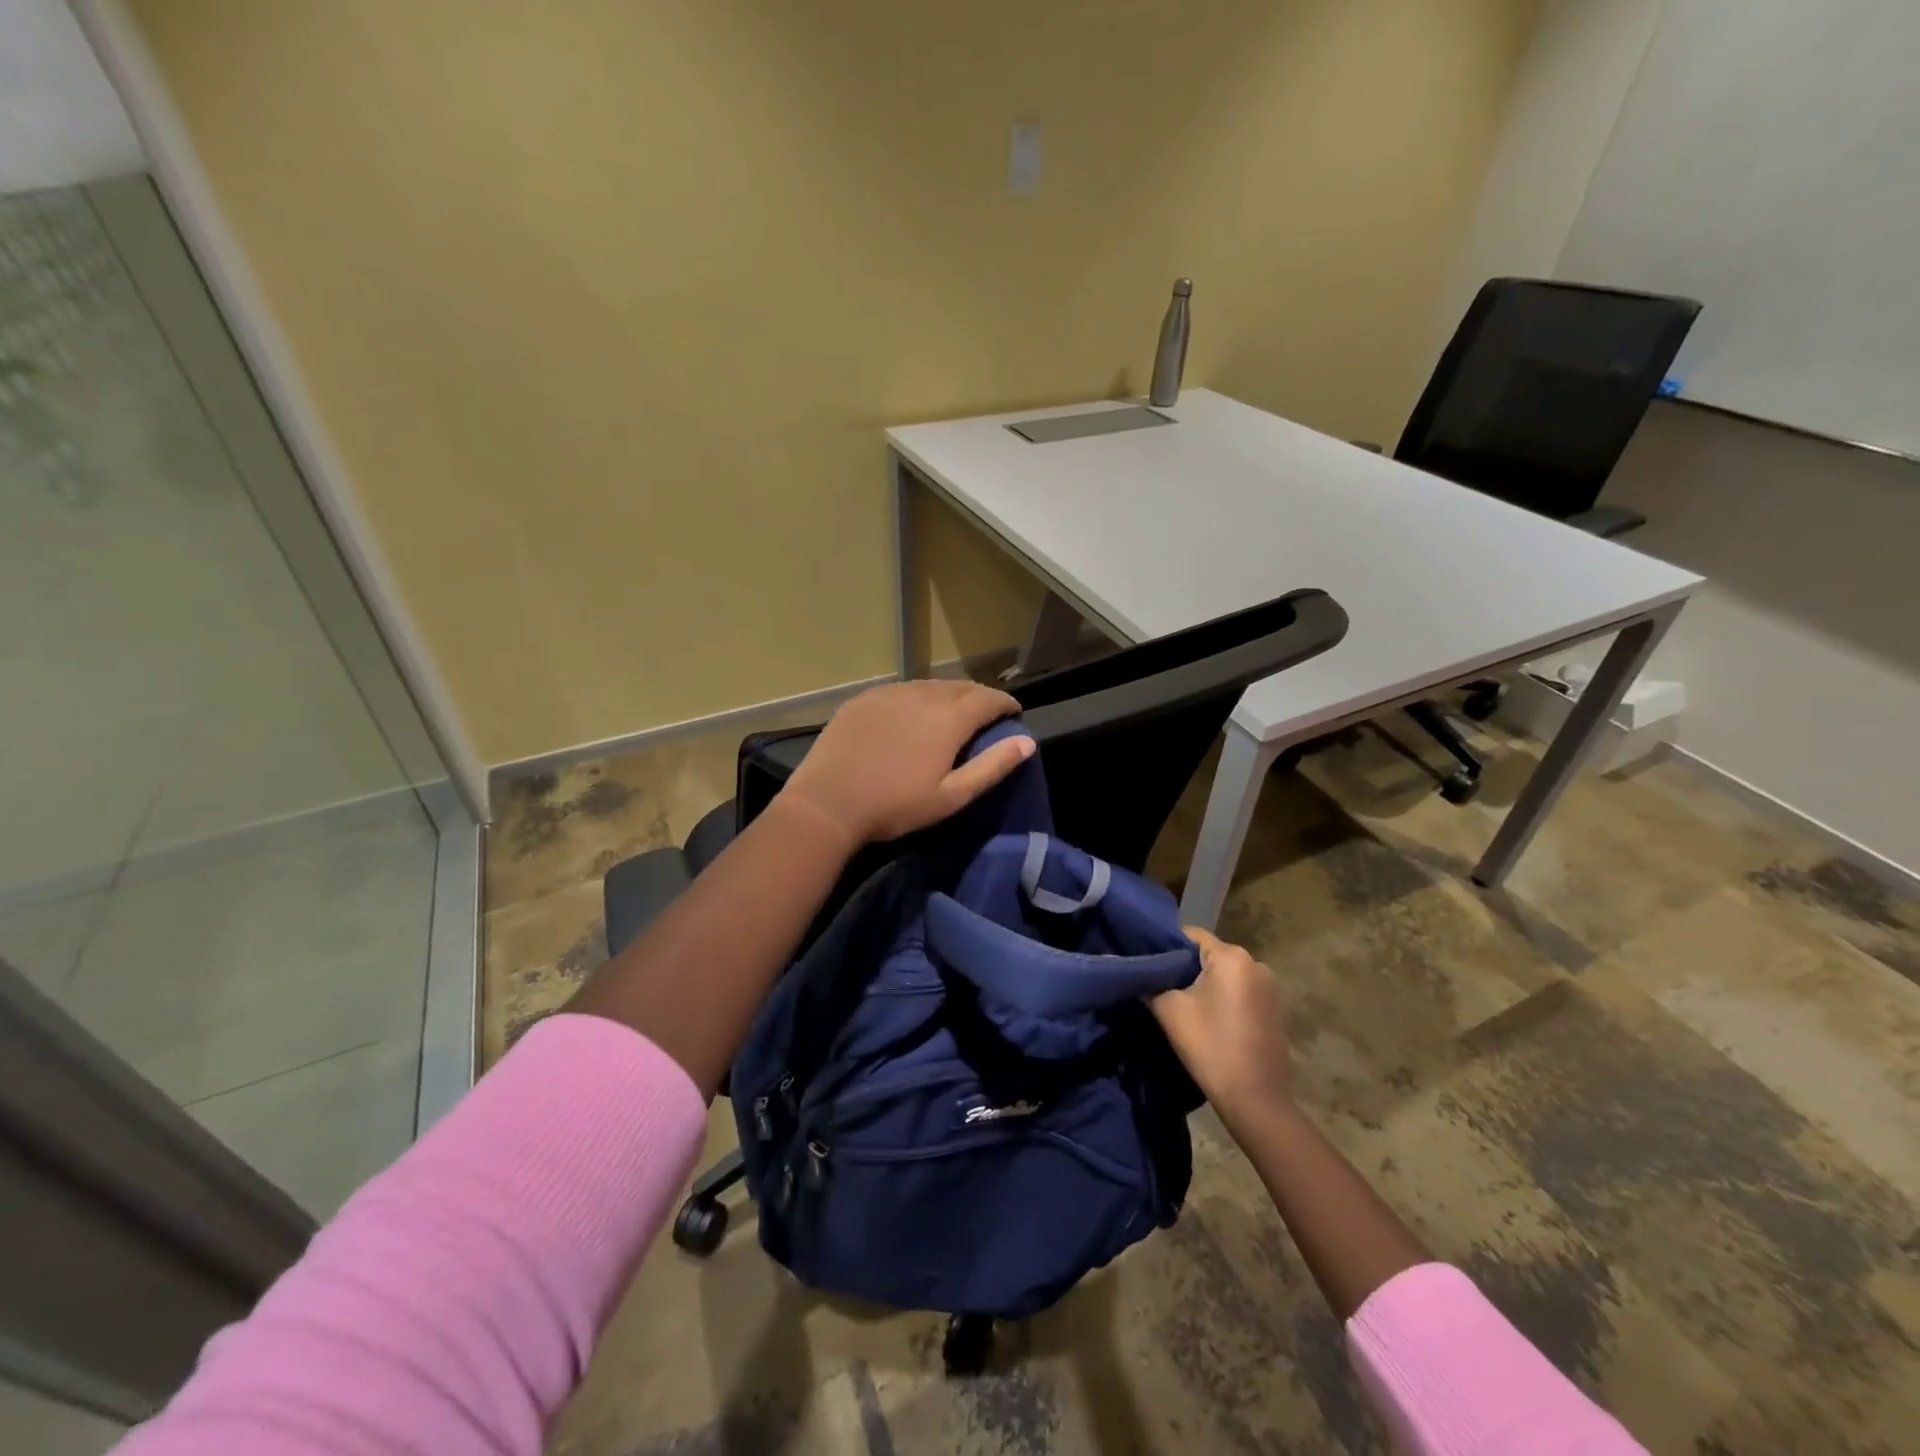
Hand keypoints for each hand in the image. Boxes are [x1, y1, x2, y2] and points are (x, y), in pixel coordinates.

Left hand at [781, 679, 1034, 846]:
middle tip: (986, 716)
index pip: (988, 698)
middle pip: (960, 687)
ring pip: (929, 686)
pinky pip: (902, 690)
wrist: (827, 804)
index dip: (1005, 704)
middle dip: (979, 697)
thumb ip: (992, 766)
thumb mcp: (951, 796)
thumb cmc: (895, 806)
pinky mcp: (864, 699)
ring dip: (948, 696)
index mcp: (948, 718)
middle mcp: (922, 695)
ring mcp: (889, 693)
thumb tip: (1027, 742)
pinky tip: (912, 715)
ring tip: (952, 715)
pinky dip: (917, 698)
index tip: (1014, 713)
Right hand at [1151, 926, 1292, 1124]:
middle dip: (1184, 967)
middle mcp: (1256, 963)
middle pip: (1208, 954)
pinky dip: (1222, 998)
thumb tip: (1130, 968)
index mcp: (1232, 957)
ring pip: (1224, 974)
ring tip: (1182, 1004)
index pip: (1189, 935)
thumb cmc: (1210, 1047)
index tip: (1147, 964)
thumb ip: (1147, 982)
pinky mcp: (1274, 1008)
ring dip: (1204, 984)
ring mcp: (1269, 987)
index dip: (1164, 947)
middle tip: (1159, 985)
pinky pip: (1240, 990)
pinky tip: (1208, 1019)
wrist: (1256, 1100)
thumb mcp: (1170, 1011)